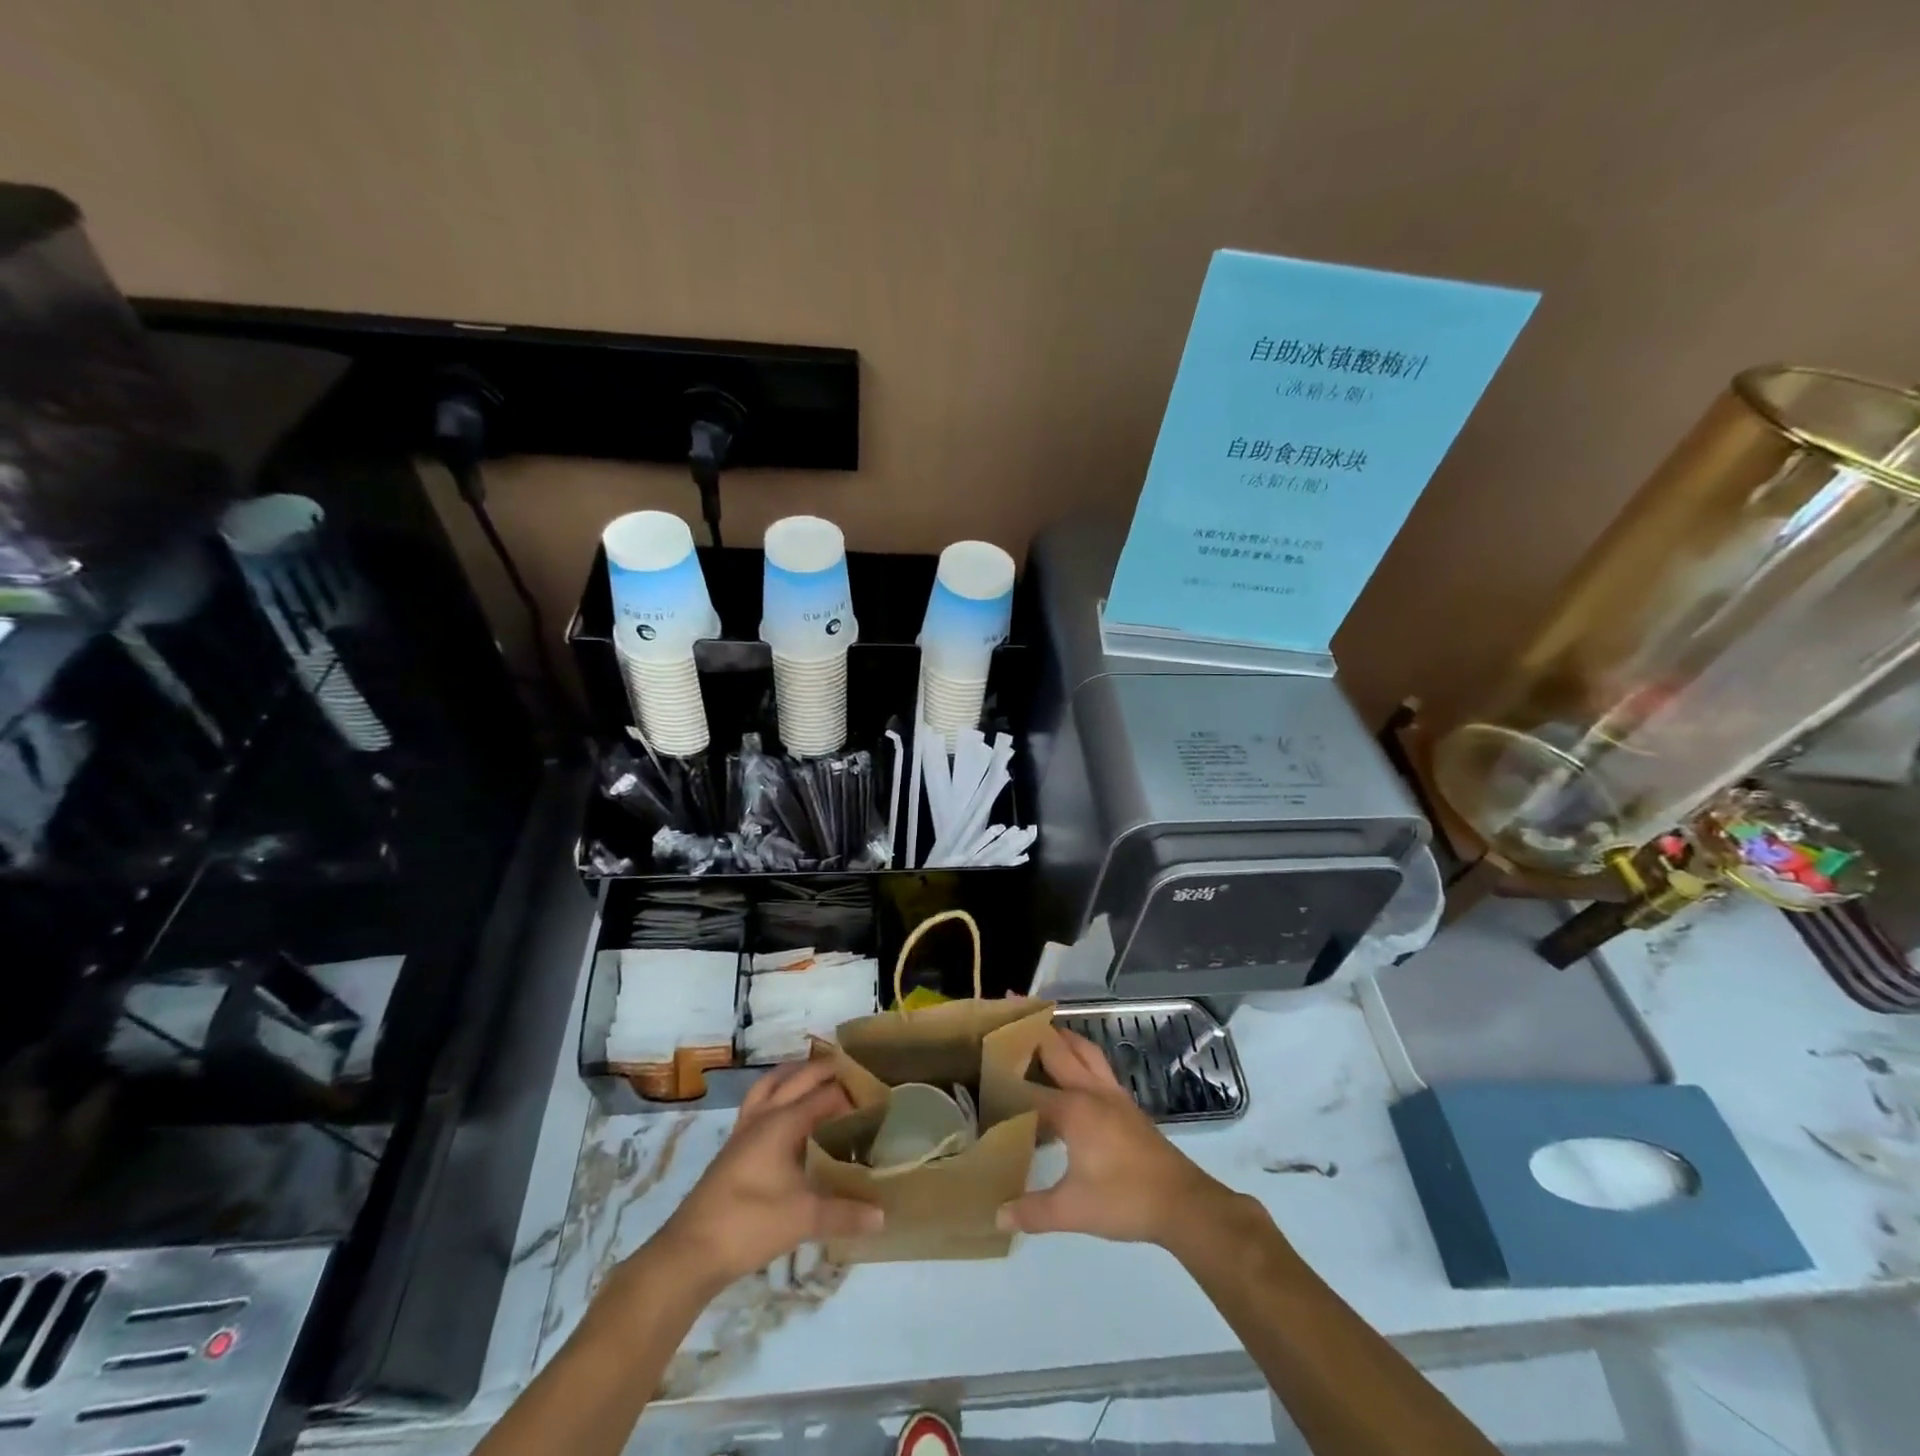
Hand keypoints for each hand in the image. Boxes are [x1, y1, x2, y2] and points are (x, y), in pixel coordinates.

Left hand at [647, 1060, 882, 1288]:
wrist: (691, 1251)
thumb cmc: (750, 1224)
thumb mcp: (804, 1218)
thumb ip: (845, 1213)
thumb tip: (882, 1215)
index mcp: (783, 1122)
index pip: (825, 1094)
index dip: (851, 1092)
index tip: (876, 1096)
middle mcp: (764, 1116)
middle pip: (797, 1077)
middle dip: (824, 1070)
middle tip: (853, 1073)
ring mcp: (744, 1130)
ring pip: (771, 1084)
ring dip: (794, 1075)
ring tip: (817, 1078)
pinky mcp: (732, 1147)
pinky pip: (758, 1103)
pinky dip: (776, 1095)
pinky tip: (786, 1116)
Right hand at [997, 1027, 1234, 1245]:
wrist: (1182, 1203)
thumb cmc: (1124, 1201)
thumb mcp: (1073, 1210)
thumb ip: (1033, 1210)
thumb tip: (996, 1215)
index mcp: (1073, 1109)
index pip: (1028, 1088)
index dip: (1003, 1076)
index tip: (979, 1061)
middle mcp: (1091, 1090)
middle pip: (1058, 1049)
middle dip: (1033, 1029)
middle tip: (1009, 1009)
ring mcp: (1112, 1094)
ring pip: (1083, 1049)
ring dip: (1062, 1035)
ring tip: (1040, 1027)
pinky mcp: (1127, 1104)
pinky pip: (1097, 1064)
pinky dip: (1080, 1053)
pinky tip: (1073, 1068)